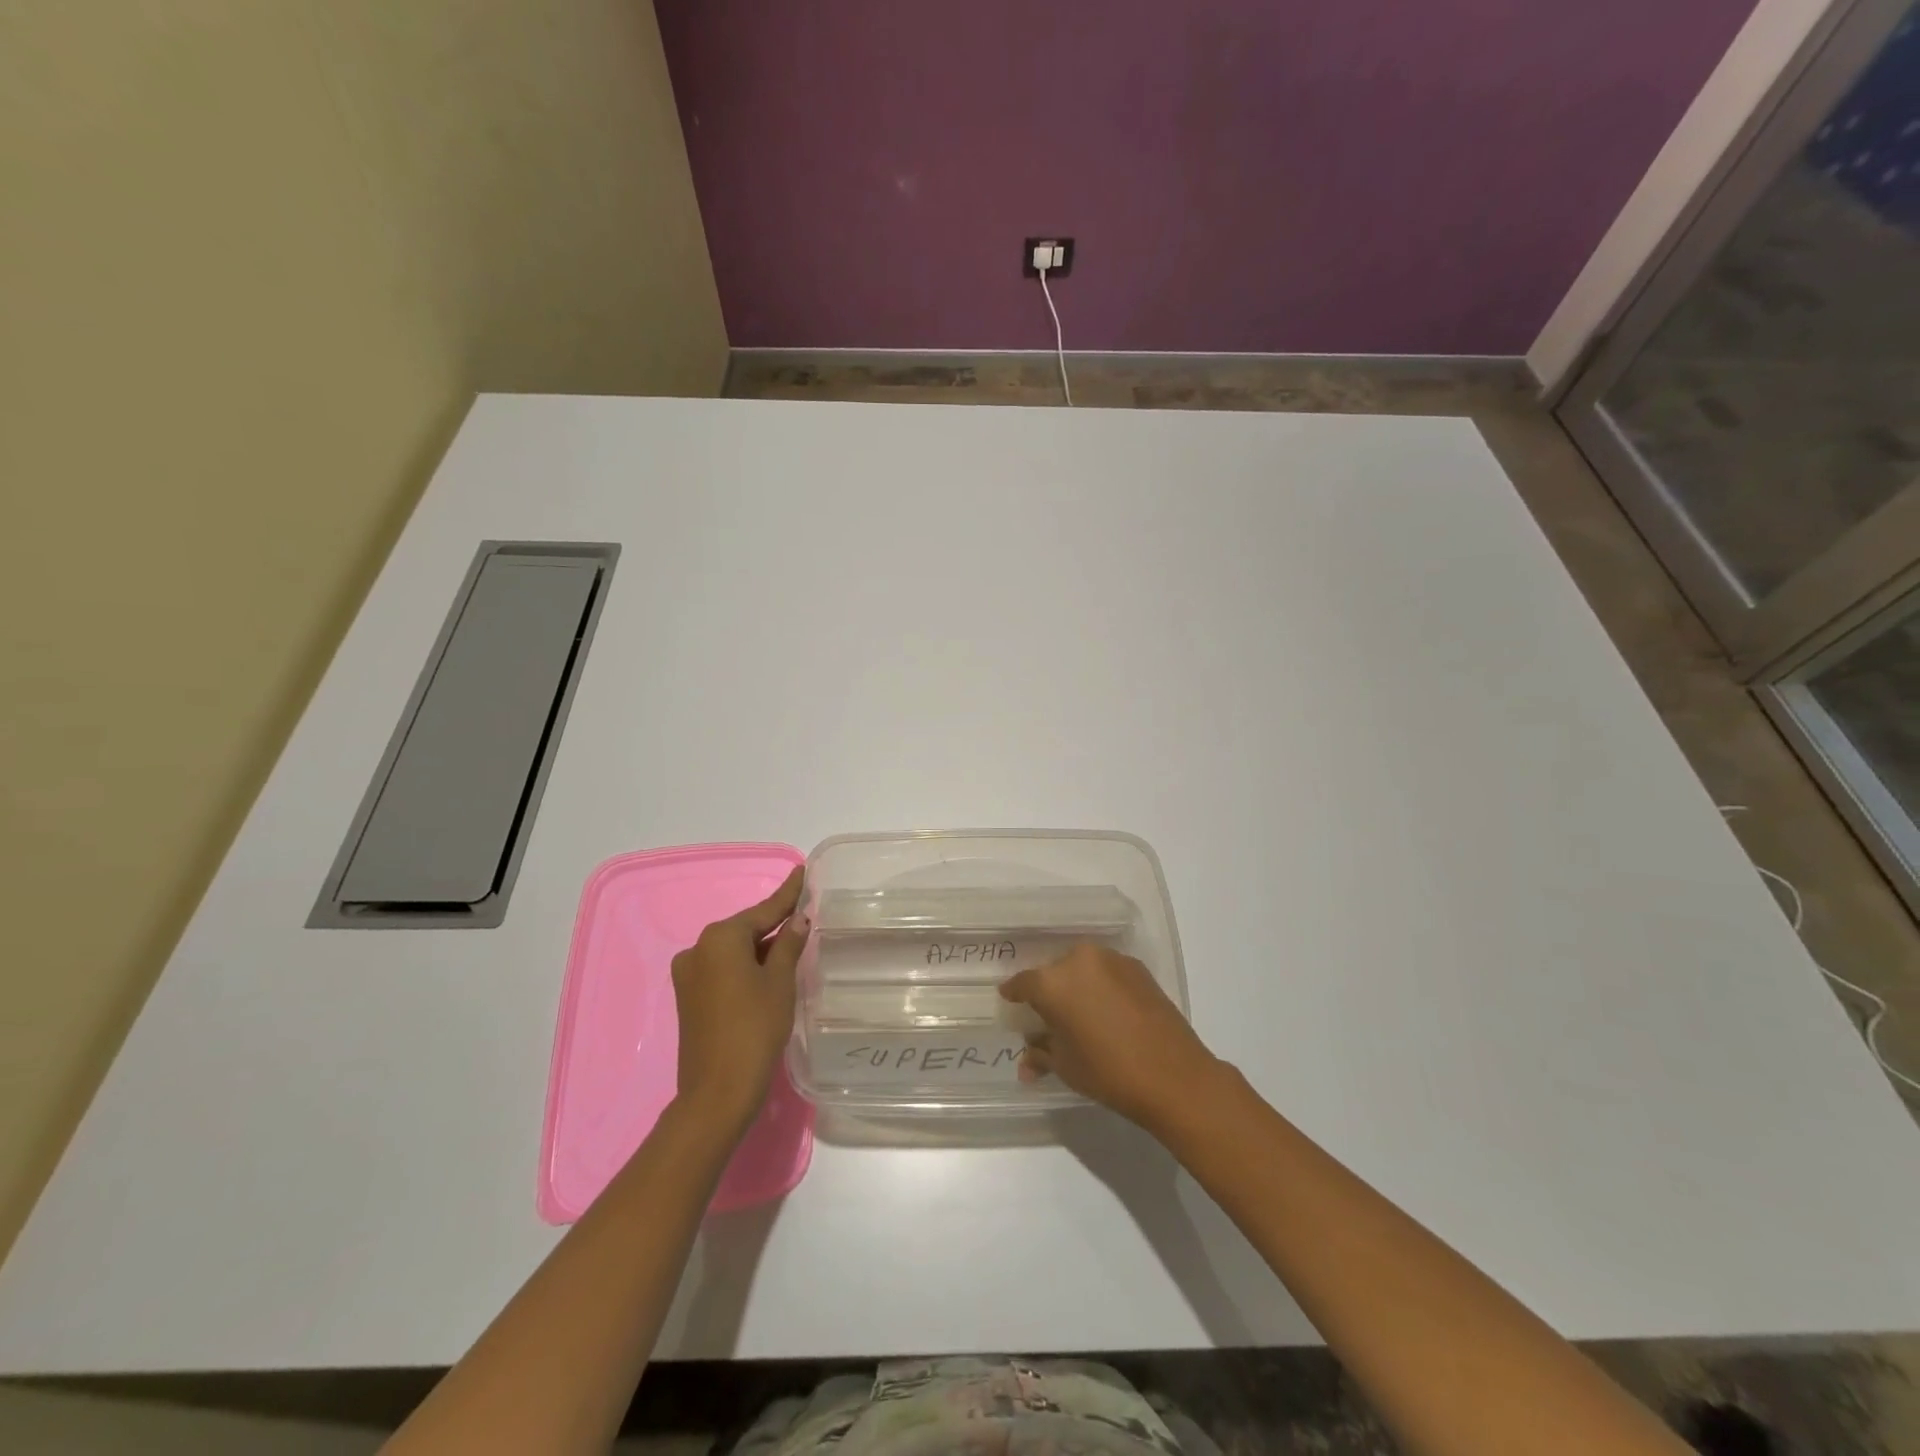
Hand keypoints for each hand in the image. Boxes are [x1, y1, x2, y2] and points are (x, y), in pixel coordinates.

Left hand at [670, 867, 808, 1136]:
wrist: (717, 1092)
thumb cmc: (755, 1029)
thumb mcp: (780, 982)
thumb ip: (789, 944)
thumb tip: (798, 919)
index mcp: (720, 938)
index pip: (764, 910)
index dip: (787, 893)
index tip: (803, 871)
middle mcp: (698, 948)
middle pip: (746, 929)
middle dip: (774, 924)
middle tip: (804, 912)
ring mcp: (689, 974)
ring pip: (734, 951)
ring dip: (761, 948)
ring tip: (793, 943)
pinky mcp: (689, 996)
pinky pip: (723, 969)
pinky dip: (746, 966)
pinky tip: (768, 970)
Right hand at [998, 943, 1221, 1131]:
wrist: (1174, 1075)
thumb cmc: (1108, 1072)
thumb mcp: (1066, 1067)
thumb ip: (1041, 1055)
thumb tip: (1027, 1062)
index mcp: (1053, 982)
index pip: (1023, 983)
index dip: (1015, 994)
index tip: (1011, 1001)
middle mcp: (1079, 960)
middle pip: (1054, 973)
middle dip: (1049, 992)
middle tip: (1051, 1016)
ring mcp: (1112, 960)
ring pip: (1082, 969)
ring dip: (1077, 987)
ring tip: (1083, 1014)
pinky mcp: (1138, 968)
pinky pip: (1107, 973)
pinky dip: (1102, 987)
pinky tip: (1109, 1012)